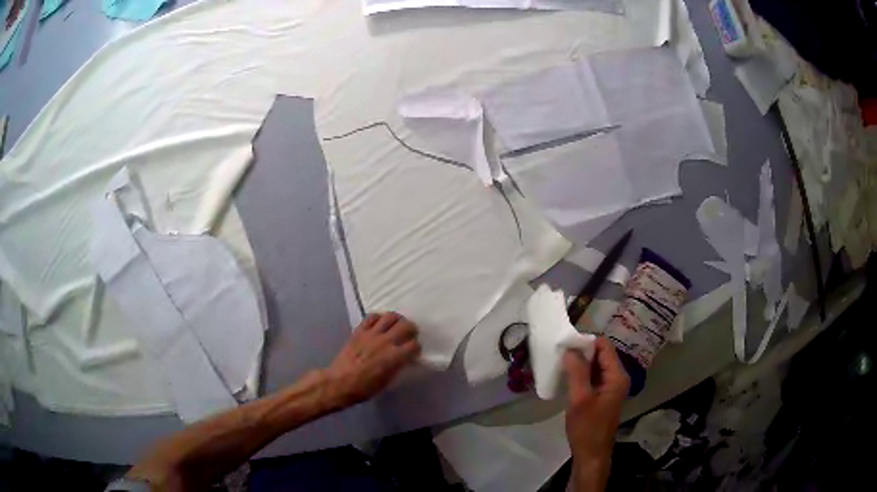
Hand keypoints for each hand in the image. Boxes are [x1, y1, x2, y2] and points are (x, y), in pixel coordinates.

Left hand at [325, 312, 420, 406]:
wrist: (340, 382)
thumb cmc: (365, 388)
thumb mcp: (387, 381)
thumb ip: (398, 366)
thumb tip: (404, 359)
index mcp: (395, 357)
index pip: (414, 345)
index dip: (416, 348)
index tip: (413, 352)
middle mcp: (386, 342)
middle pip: (406, 326)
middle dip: (411, 330)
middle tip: (409, 335)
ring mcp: (371, 334)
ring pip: (391, 316)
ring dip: (397, 320)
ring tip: (396, 326)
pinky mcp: (359, 330)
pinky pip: (372, 317)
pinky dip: (379, 318)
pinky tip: (379, 324)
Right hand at [563, 337, 629, 491]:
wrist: (591, 454)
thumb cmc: (587, 428)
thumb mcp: (580, 399)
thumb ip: (577, 372)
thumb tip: (570, 350)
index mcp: (617, 376)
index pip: (604, 346)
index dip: (586, 342)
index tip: (566, 343)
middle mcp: (618, 378)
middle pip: (601, 354)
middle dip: (582, 351)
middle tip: (560, 352)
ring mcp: (611, 387)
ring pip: (596, 366)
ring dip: (581, 363)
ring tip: (561, 362)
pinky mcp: (603, 395)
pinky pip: (594, 377)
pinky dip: (581, 374)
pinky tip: (567, 376)